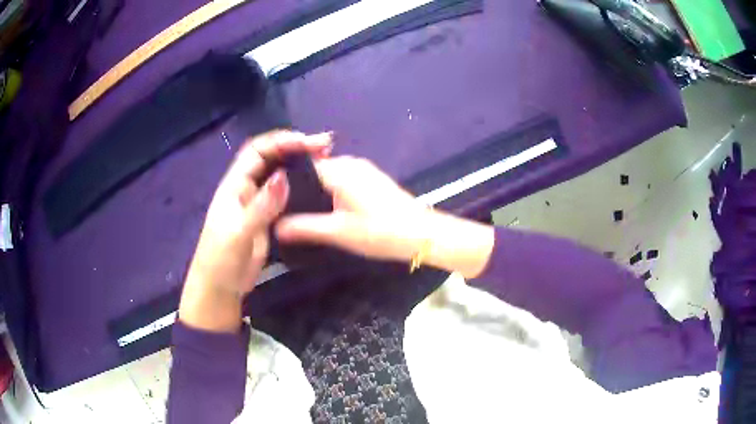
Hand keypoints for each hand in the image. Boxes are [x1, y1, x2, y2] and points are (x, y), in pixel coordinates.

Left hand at [179, 130, 330, 331]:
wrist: (220, 287)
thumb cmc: (221, 259)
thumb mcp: (239, 233)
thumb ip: (261, 206)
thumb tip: (284, 176)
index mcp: (234, 185)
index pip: (257, 151)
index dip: (281, 141)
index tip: (308, 141)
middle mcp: (246, 188)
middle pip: (270, 157)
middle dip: (295, 147)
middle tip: (325, 146)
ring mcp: (257, 203)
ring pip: (279, 174)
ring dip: (299, 164)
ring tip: (325, 159)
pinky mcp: (266, 218)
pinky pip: (284, 195)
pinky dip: (299, 185)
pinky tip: (315, 185)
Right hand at [276, 157, 429, 261]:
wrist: (422, 235)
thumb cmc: (380, 232)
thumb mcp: (338, 232)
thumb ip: (304, 227)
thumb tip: (275, 227)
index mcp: (339, 170)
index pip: (302, 167)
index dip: (286, 183)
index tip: (273, 199)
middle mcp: (350, 163)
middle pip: (315, 171)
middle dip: (301, 189)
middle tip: (284, 210)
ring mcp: (364, 170)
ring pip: (330, 176)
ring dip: (317, 192)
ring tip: (301, 213)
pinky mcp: (373, 180)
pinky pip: (343, 181)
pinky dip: (332, 193)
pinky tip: (328, 211)